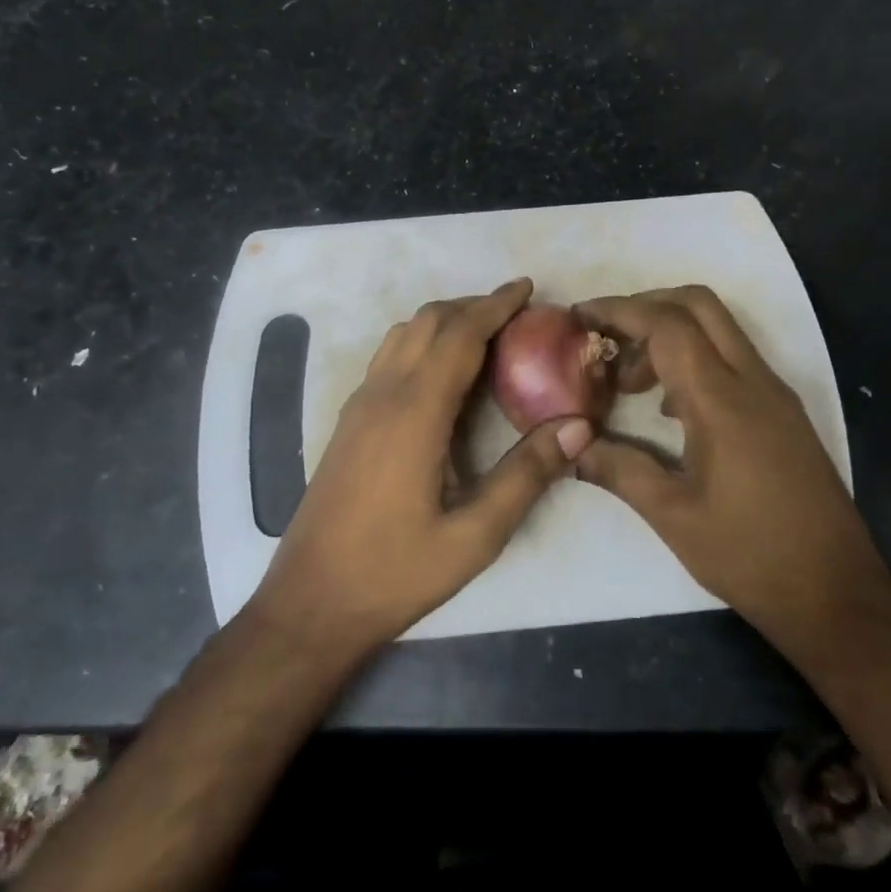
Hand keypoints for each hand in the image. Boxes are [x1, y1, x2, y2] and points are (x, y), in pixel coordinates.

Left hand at [248, 277, 593, 654]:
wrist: (310, 603)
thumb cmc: (396, 572)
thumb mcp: (475, 535)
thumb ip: (527, 474)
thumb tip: (579, 425)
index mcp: (414, 413)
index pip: (459, 335)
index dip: (495, 305)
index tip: (528, 288)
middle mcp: (382, 395)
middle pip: (428, 322)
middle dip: (473, 305)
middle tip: (516, 312)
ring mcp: (358, 406)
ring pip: (402, 336)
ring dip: (444, 321)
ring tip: (484, 334)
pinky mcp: (348, 423)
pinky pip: (388, 358)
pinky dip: (421, 342)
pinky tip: (441, 373)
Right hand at [573, 286, 886, 663]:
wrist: (837, 592)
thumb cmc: (750, 555)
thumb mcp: (672, 516)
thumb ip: (619, 470)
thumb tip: (573, 446)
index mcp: (723, 401)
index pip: (668, 325)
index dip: (620, 311)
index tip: (580, 316)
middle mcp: (754, 381)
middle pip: (699, 305)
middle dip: (646, 305)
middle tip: (606, 336)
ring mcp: (774, 394)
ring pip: (719, 329)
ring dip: (670, 333)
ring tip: (629, 380)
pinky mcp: (783, 412)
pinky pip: (733, 359)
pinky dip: (694, 358)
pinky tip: (667, 407)